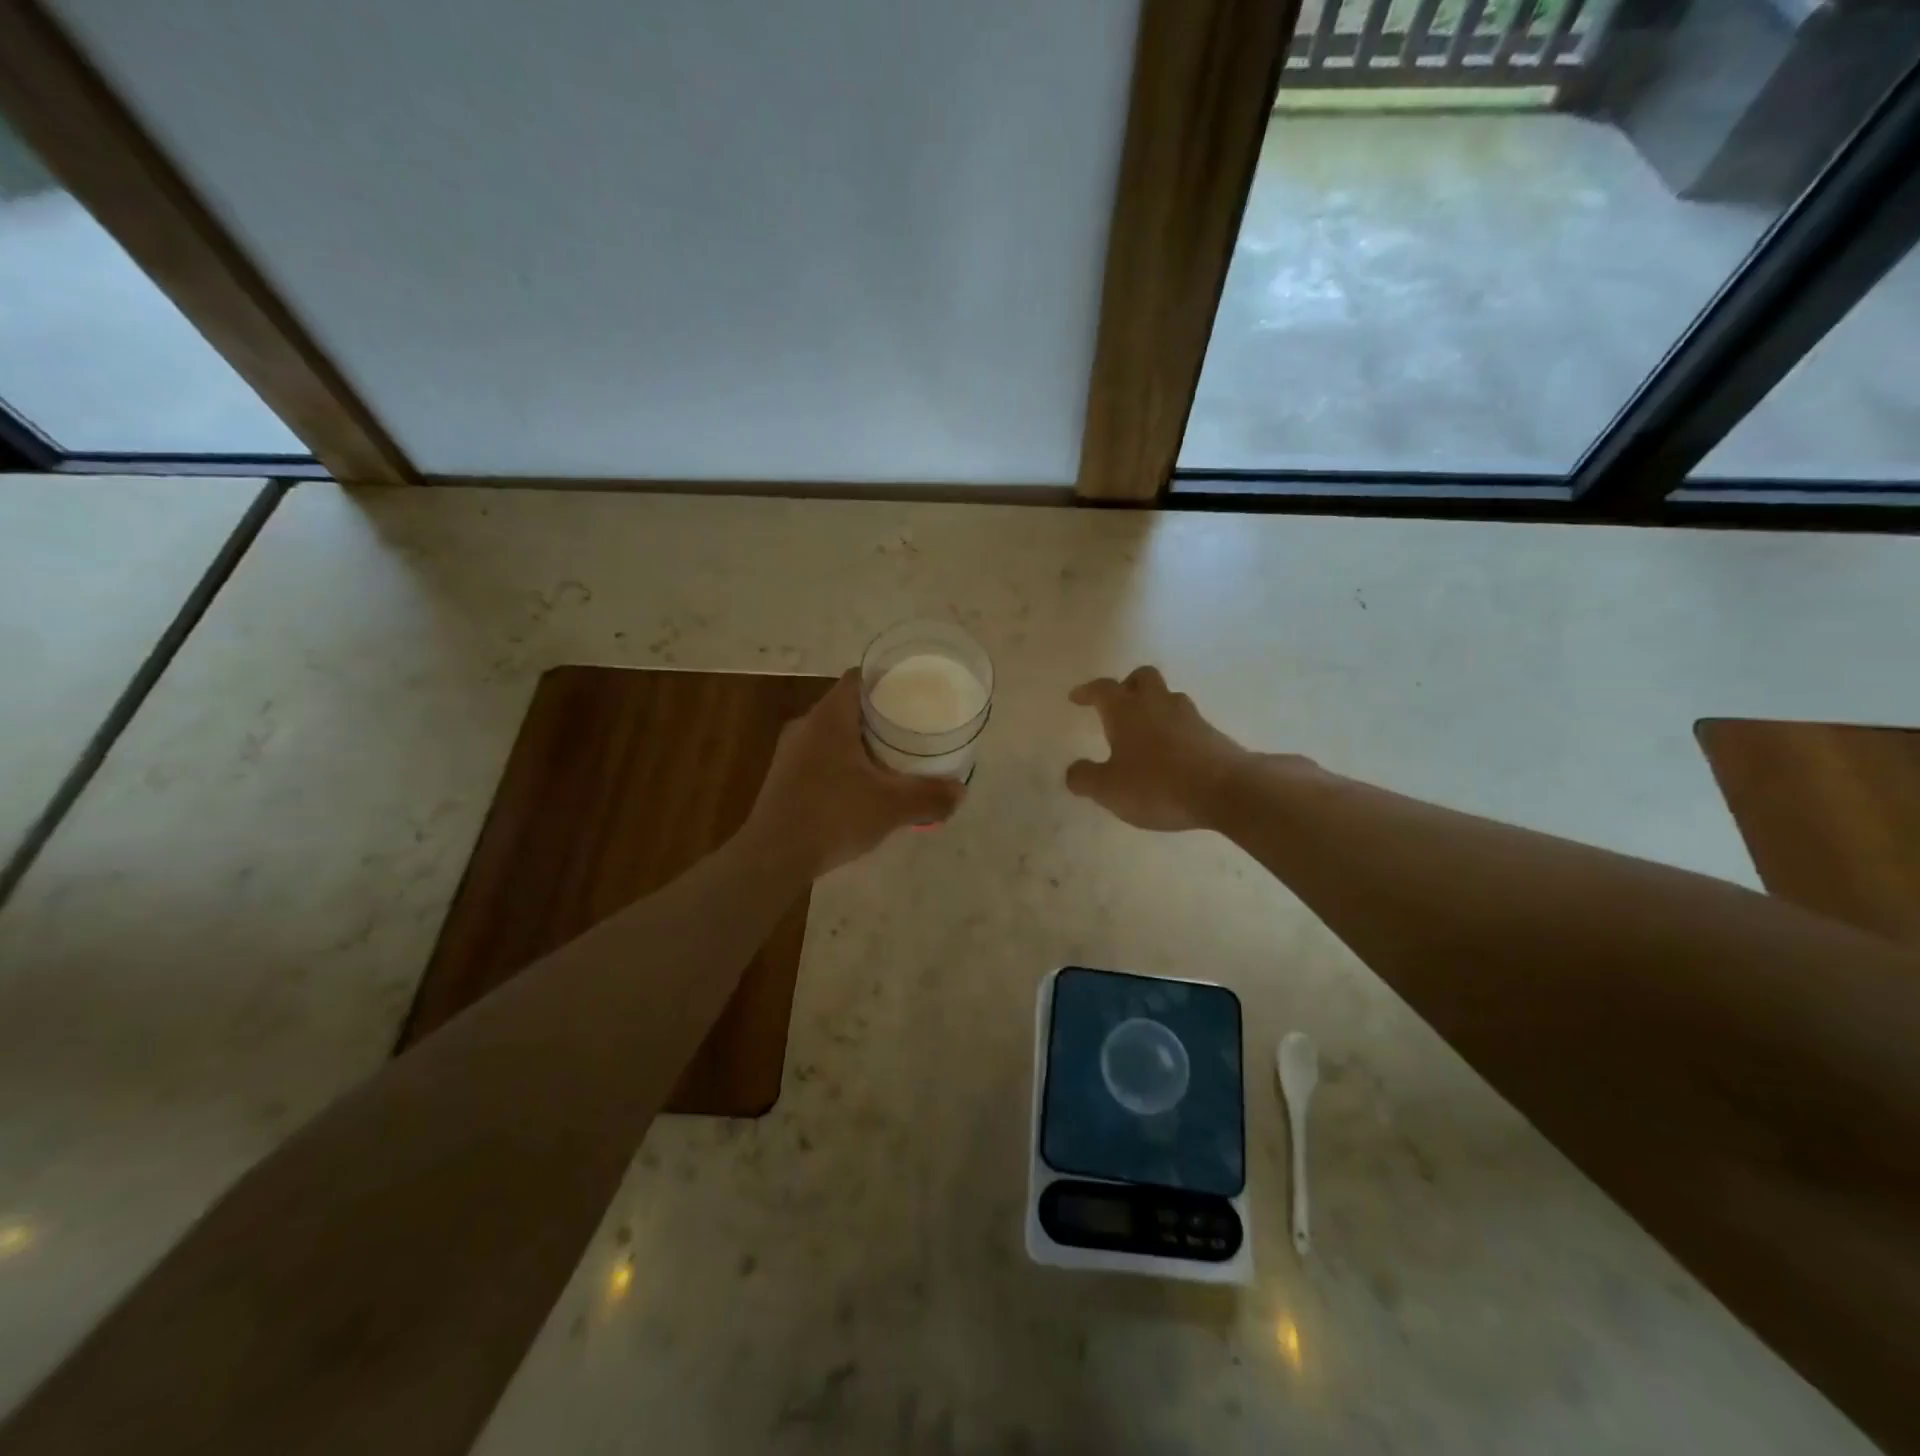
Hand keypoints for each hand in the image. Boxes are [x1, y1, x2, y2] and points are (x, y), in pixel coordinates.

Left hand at [745, 670, 963, 875]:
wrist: (772, 858)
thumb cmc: (833, 816)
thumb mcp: (891, 807)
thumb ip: (929, 796)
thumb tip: (960, 791)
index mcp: (829, 718)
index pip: (858, 678)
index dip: (886, 678)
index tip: (912, 690)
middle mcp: (806, 726)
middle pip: (847, 705)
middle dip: (879, 714)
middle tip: (911, 726)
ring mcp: (790, 752)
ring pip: (832, 733)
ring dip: (860, 741)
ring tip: (892, 757)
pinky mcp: (784, 777)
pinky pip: (821, 756)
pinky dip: (844, 762)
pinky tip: (862, 787)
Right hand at [1066, 667, 1268, 831]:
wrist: (1227, 790)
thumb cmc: (1157, 785)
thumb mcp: (1109, 789)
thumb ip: (1085, 778)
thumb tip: (1074, 770)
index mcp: (1127, 711)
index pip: (1103, 689)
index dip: (1087, 691)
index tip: (1077, 697)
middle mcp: (1157, 704)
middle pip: (1142, 678)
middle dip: (1128, 685)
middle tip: (1118, 703)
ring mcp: (1189, 717)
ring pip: (1168, 698)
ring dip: (1154, 707)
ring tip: (1145, 732)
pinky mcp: (1212, 734)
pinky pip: (1187, 723)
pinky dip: (1174, 731)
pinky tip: (1171, 754)